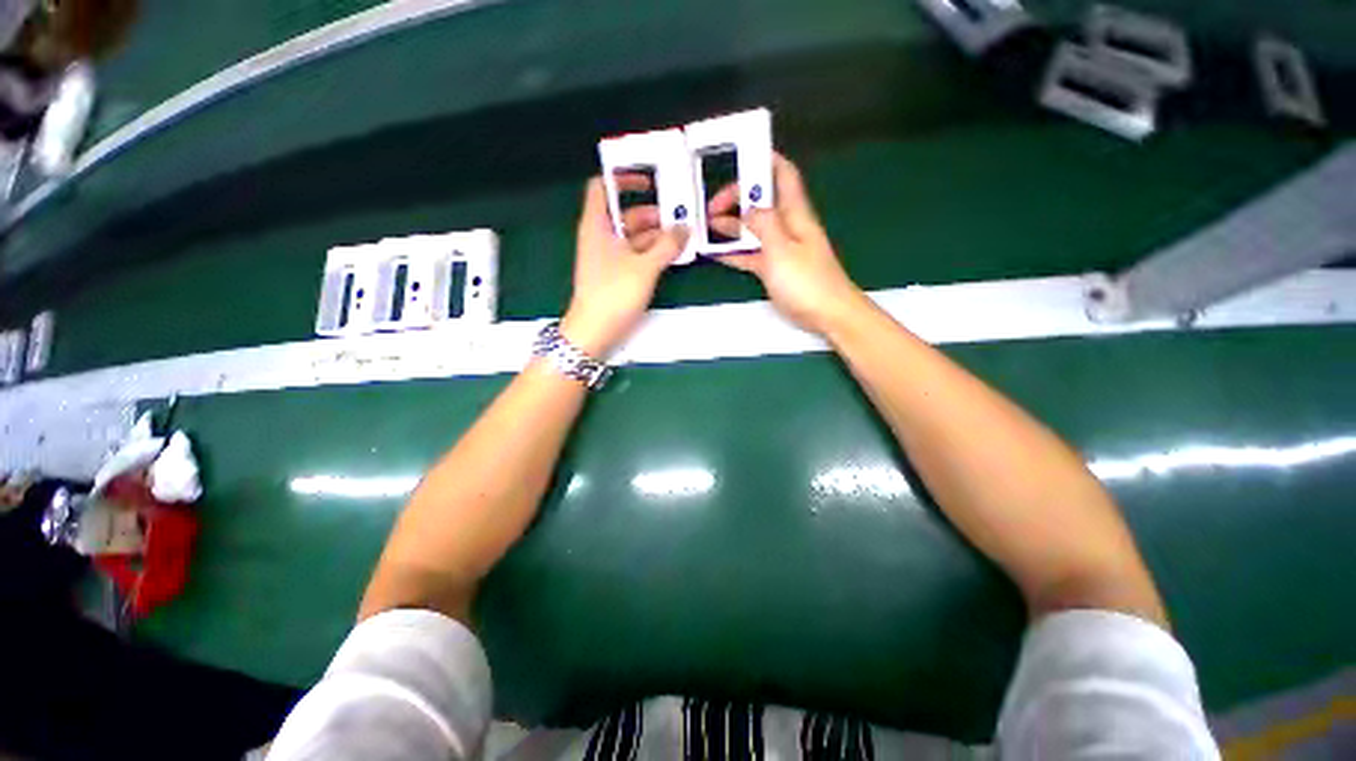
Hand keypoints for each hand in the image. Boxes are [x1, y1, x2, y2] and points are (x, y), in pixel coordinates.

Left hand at [562, 177, 687, 356]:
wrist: (595, 332)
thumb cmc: (614, 293)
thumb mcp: (645, 266)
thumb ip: (667, 245)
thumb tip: (685, 229)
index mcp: (597, 225)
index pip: (603, 186)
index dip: (623, 178)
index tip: (649, 180)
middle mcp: (601, 237)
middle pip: (626, 214)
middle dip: (653, 215)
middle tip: (681, 219)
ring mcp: (608, 258)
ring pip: (633, 237)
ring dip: (657, 237)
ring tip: (683, 240)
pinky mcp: (616, 275)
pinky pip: (635, 256)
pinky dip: (652, 254)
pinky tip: (672, 257)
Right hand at [708, 154, 865, 335]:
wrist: (827, 314)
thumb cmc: (807, 281)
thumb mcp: (782, 248)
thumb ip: (763, 224)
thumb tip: (746, 209)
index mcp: (794, 213)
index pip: (783, 174)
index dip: (764, 160)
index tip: (738, 158)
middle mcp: (786, 225)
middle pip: (760, 201)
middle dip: (736, 198)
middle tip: (710, 206)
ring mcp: (779, 248)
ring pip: (752, 229)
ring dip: (731, 225)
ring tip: (706, 226)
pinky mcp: (773, 269)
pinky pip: (750, 254)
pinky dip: (734, 251)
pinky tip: (715, 253)